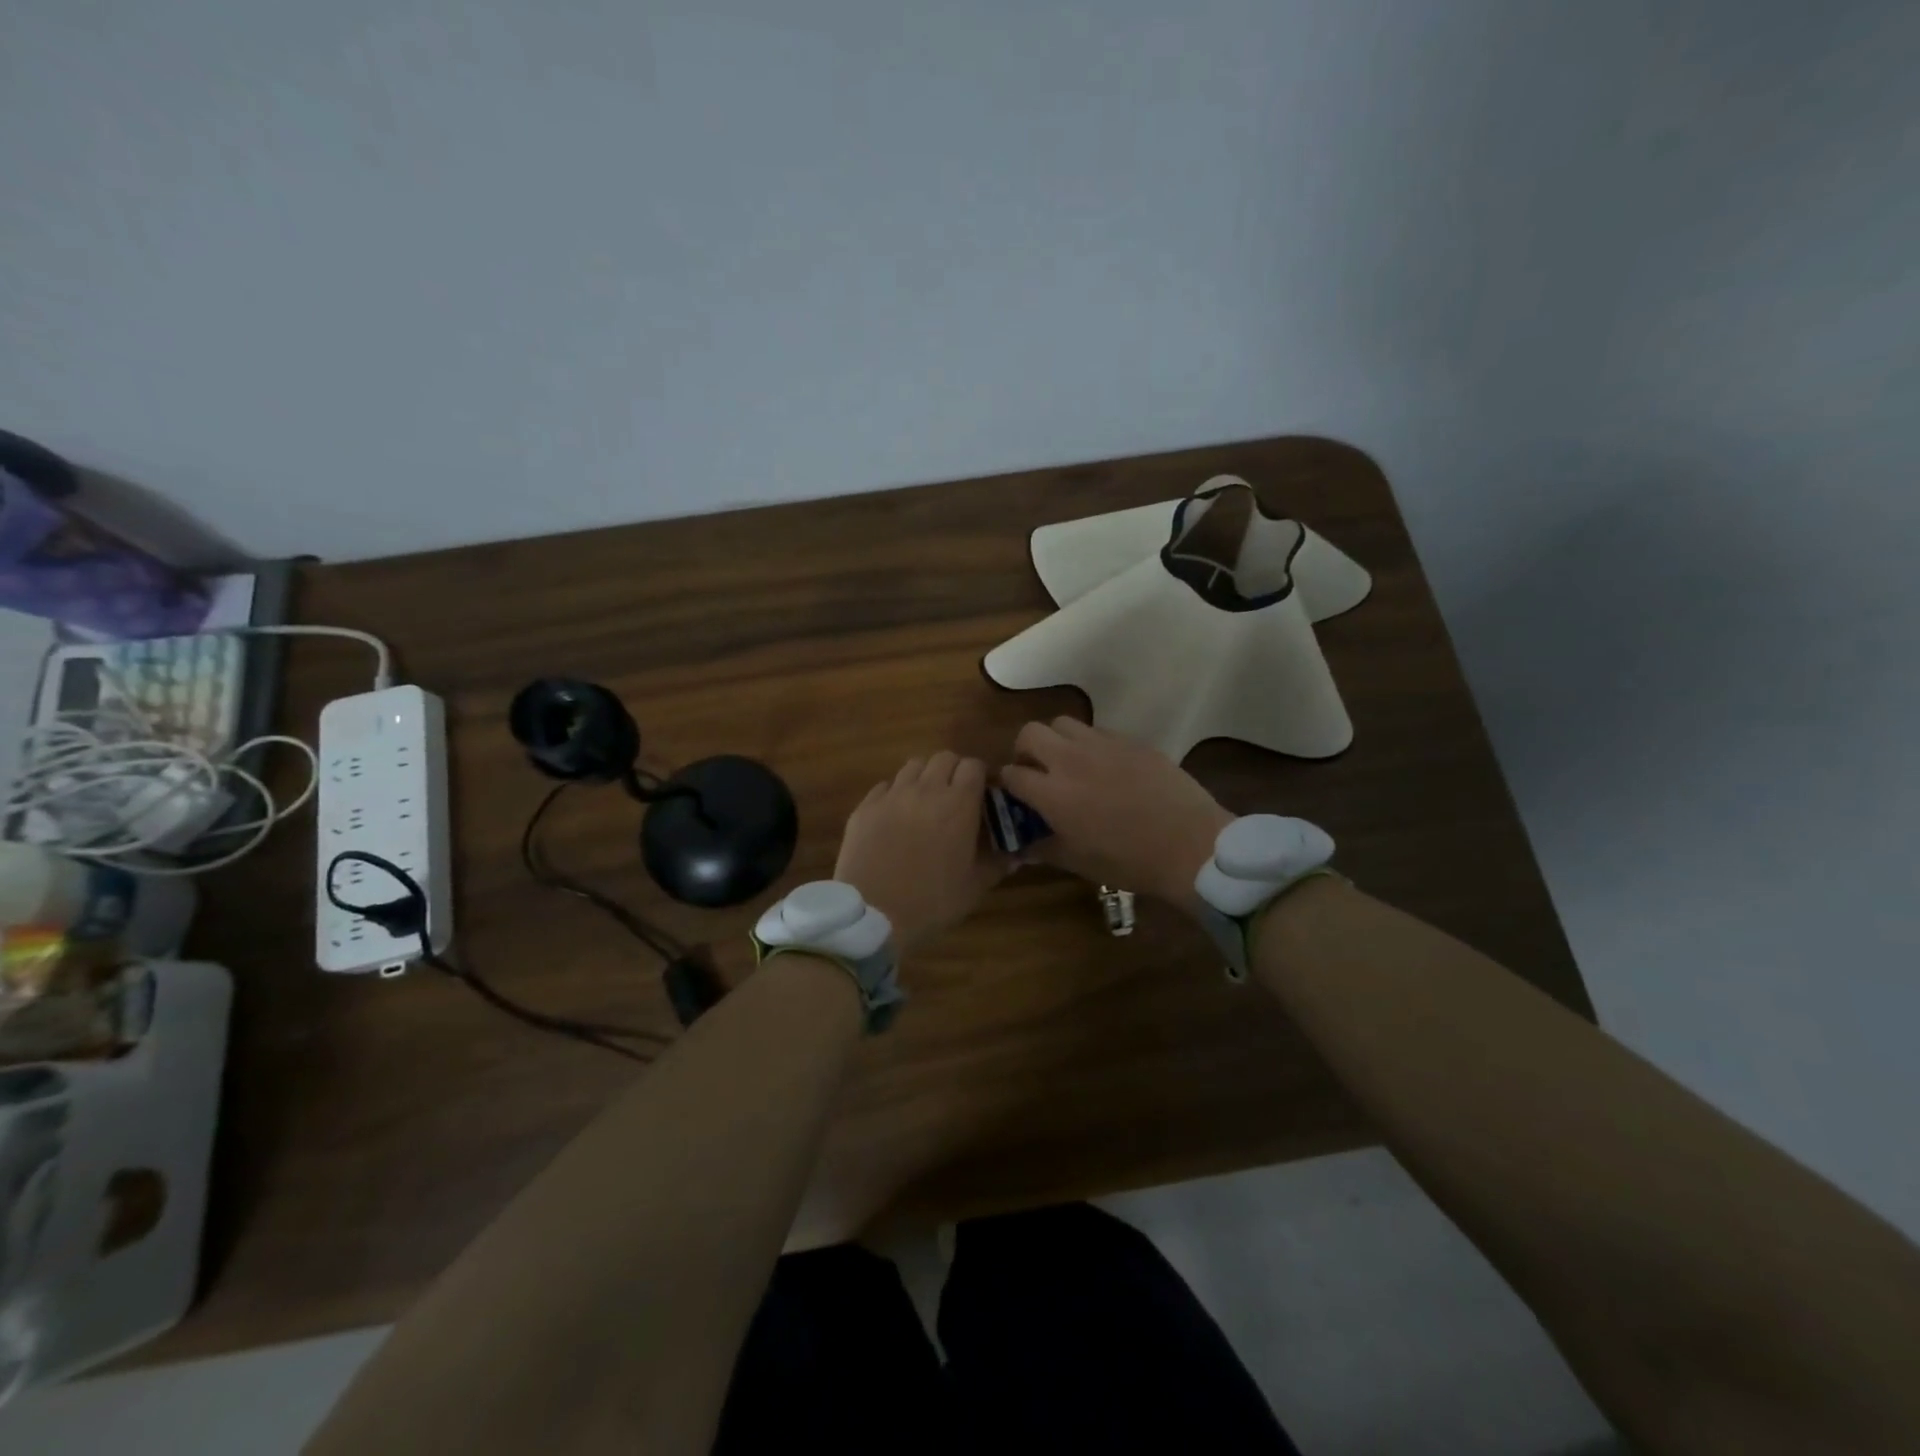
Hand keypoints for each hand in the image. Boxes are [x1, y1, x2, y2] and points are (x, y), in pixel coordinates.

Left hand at [834, 752, 1010, 953]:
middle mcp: (925, 789)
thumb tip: (1018, 854)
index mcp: (958, 804)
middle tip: (955, 795)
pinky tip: (896, 815)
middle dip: (953, 771)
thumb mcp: (975, 887)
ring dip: (924, 776)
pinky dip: (895, 793)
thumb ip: (998, 864)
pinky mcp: (865, 807)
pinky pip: (884, 786)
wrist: (873, 915)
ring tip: (925, 800)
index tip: (982, 794)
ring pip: (913, 766)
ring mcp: (892, 795)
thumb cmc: (932, 902)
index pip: (973, 766)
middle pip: (943, 758)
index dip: (980, 776)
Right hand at [999, 718, 1232, 915]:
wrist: (1190, 844)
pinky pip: (1098, 731)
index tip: (1014, 795)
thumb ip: (1045, 849)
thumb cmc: (1129, 861)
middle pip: (1030, 733)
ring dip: (1057, 740)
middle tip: (1036, 770)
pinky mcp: (1131, 740)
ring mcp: (1102, 745)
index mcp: (1052, 793)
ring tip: (1069, 762)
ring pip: (1063, 723)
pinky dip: (1090, 744)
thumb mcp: (1079, 863)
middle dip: (1024, 750)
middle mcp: (1070, 760)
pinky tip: (1105, 766)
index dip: (1006, 784)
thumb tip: (1023, 847)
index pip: (1011, 774)